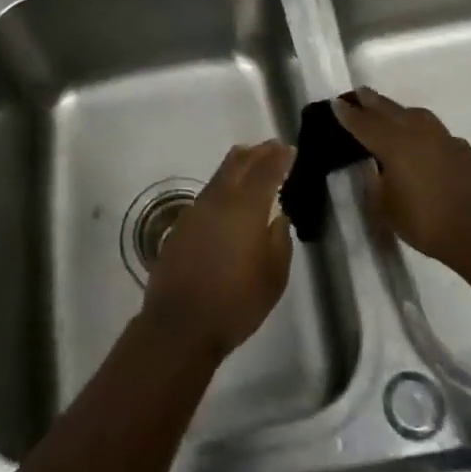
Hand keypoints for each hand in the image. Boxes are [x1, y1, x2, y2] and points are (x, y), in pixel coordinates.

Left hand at [140, 141, 294, 362]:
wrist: (180, 324)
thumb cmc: (236, 303)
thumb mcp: (274, 277)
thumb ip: (279, 240)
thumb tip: (278, 216)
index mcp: (246, 207)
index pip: (266, 170)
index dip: (279, 157)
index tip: (290, 149)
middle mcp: (219, 199)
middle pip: (239, 161)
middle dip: (259, 152)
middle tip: (274, 147)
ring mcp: (197, 209)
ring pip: (221, 174)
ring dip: (240, 164)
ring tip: (254, 163)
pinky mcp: (182, 223)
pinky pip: (209, 192)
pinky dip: (224, 184)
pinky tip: (230, 198)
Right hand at [332, 87, 470, 271]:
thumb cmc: (427, 222)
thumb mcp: (387, 210)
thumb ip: (375, 185)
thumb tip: (373, 170)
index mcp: (392, 144)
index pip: (363, 124)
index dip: (347, 114)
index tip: (336, 103)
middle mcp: (415, 132)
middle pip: (388, 109)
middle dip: (371, 101)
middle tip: (358, 93)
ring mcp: (442, 137)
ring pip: (414, 114)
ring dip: (398, 110)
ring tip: (390, 112)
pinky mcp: (461, 147)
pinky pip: (435, 131)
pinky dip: (423, 130)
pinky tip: (423, 141)